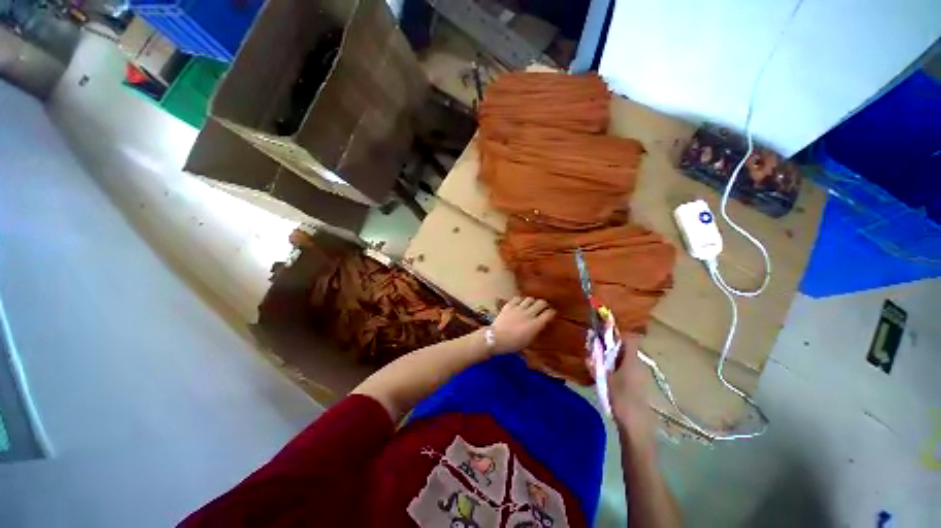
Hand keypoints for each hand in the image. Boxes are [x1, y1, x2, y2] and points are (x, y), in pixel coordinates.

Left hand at [489, 297, 555, 354]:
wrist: (496, 338)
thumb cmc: (513, 344)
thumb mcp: (528, 341)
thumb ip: (535, 331)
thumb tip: (539, 325)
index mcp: (535, 324)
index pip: (549, 313)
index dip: (552, 312)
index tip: (551, 313)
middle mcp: (529, 314)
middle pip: (541, 303)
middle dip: (544, 305)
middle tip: (542, 308)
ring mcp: (519, 308)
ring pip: (530, 299)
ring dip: (532, 301)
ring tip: (531, 305)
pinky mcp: (509, 305)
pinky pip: (518, 298)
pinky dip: (520, 300)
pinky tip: (520, 303)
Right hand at [592, 334, 654, 432]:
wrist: (636, 426)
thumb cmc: (620, 400)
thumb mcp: (605, 380)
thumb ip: (596, 364)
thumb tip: (589, 352)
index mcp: (631, 361)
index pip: (629, 339)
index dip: (617, 334)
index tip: (603, 334)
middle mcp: (638, 365)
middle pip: (626, 348)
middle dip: (611, 346)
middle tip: (596, 349)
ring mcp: (640, 375)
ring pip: (625, 359)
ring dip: (613, 357)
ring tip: (599, 362)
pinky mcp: (638, 384)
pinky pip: (627, 368)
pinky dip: (617, 367)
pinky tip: (607, 376)